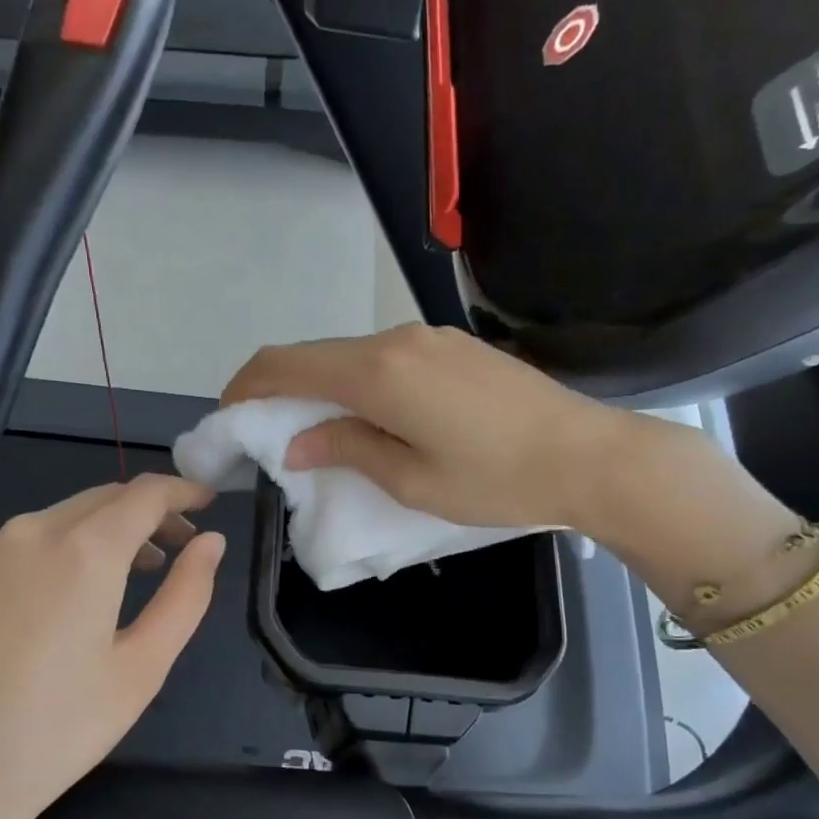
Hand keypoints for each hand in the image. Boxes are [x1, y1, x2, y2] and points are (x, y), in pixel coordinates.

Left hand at [0, 475, 224, 818]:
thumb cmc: (60, 729)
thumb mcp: (142, 667)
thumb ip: (186, 595)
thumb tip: (212, 543)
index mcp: (83, 550)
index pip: (144, 493)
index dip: (182, 491)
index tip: (209, 501)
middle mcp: (32, 533)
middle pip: (104, 499)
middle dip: (149, 512)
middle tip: (182, 545)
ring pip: (64, 518)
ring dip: (108, 531)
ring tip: (139, 569)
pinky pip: (28, 544)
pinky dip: (67, 549)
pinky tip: (74, 595)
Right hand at [222, 324, 646, 529]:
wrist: (589, 456)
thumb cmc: (496, 481)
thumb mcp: (411, 480)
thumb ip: (347, 448)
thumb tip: (297, 440)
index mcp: (378, 373)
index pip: (286, 363)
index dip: (247, 386)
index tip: (229, 416)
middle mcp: (397, 340)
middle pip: (316, 354)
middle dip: (280, 388)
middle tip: (269, 433)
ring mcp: (430, 338)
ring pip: (352, 355)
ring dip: (323, 387)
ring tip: (319, 432)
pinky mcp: (455, 347)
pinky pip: (387, 358)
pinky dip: (360, 383)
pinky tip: (371, 417)